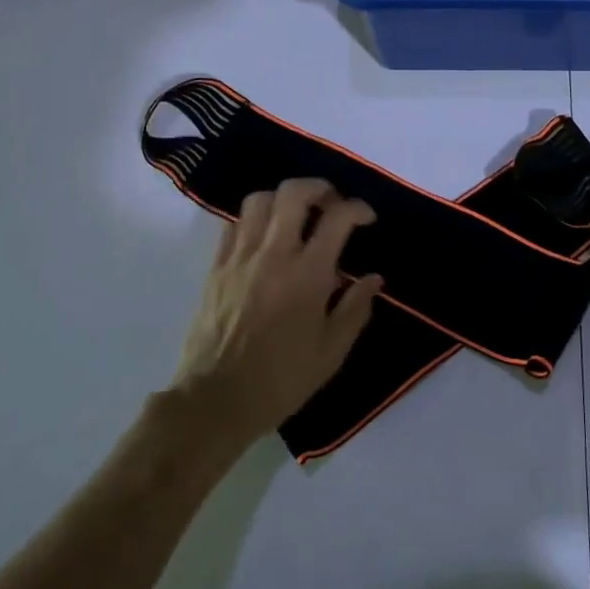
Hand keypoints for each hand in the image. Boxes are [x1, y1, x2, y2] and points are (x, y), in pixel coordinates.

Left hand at [170, 178, 382, 444]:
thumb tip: (373, 278)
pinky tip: (264, 238)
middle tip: (331, 204)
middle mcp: (274, 254)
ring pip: (259, 200)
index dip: (357, 208)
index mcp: (308, 274)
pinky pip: (233, 224)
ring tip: (296, 216)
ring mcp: (240, 257)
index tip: (366, 218)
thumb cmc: (281, 379)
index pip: (337, 217)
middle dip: (319, 188)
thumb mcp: (332, 352)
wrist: (215, 401)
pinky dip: (253, 220)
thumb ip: (356, 308)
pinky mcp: (216, 268)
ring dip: (283, 199)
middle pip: (293, 193)